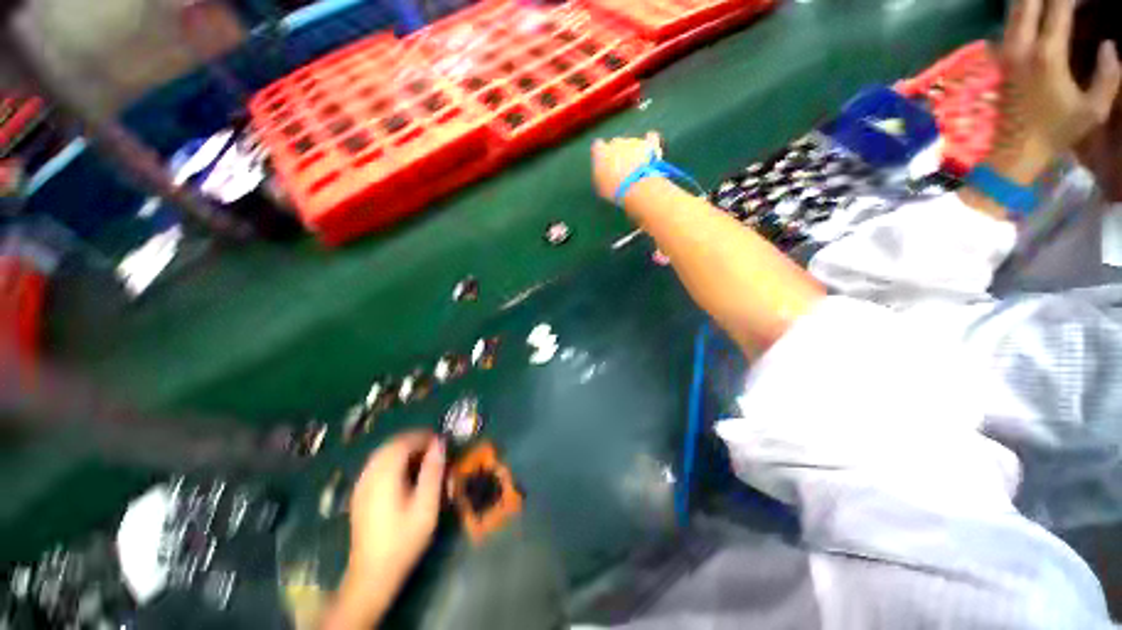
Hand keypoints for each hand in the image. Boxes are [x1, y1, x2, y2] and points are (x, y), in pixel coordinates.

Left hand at [348, 431, 444, 580]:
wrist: (372, 575)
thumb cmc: (404, 540)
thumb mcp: (426, 506)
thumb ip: (433, 472)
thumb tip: (439, 444)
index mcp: (385, 476)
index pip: (403, 442)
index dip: (423, 437)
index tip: (441, 442)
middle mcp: (369, 475)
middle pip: (391, 445)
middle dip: (413, 441)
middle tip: (434, 449)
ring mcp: (361, 485)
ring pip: (382, 454)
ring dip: (403, 449)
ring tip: (423, 458)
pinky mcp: (359, 494)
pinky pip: (376, 465)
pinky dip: (393, 460)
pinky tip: (405, 473)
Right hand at [591, 132, 661, 203]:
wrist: (636, 188)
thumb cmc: (614, 191)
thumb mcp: (601, 187)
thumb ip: (601, 175)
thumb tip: (604, 171)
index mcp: (600, 152)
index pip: (598, 148)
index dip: (602, 156)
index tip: (605, 166)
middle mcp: (615, 142)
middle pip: (616, 144)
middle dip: (618, 154)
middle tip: (622, 172)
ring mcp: (633, 141)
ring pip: (632, 145)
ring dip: (634, 153)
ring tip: (638, 172)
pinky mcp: (648, 144)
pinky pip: (651, 138)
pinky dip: (650, 142)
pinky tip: (652, 151)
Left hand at [989, 0, 1120, 182]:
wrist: (1013, 151)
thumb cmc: (1057, 131)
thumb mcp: (1094, 109)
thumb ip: (1108, 75)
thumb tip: (1109, 45)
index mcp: (1047, 54)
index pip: (1059, 7)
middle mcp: (1021, 47)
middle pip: (1028, 1)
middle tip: (1066, 1)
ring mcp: (1004, 53)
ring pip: (1014, 10)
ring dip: (1030, 0)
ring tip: (1050, 3)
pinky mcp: (996, 61)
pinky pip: (1007, 25)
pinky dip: (1021, 12)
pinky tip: (1034, 12)